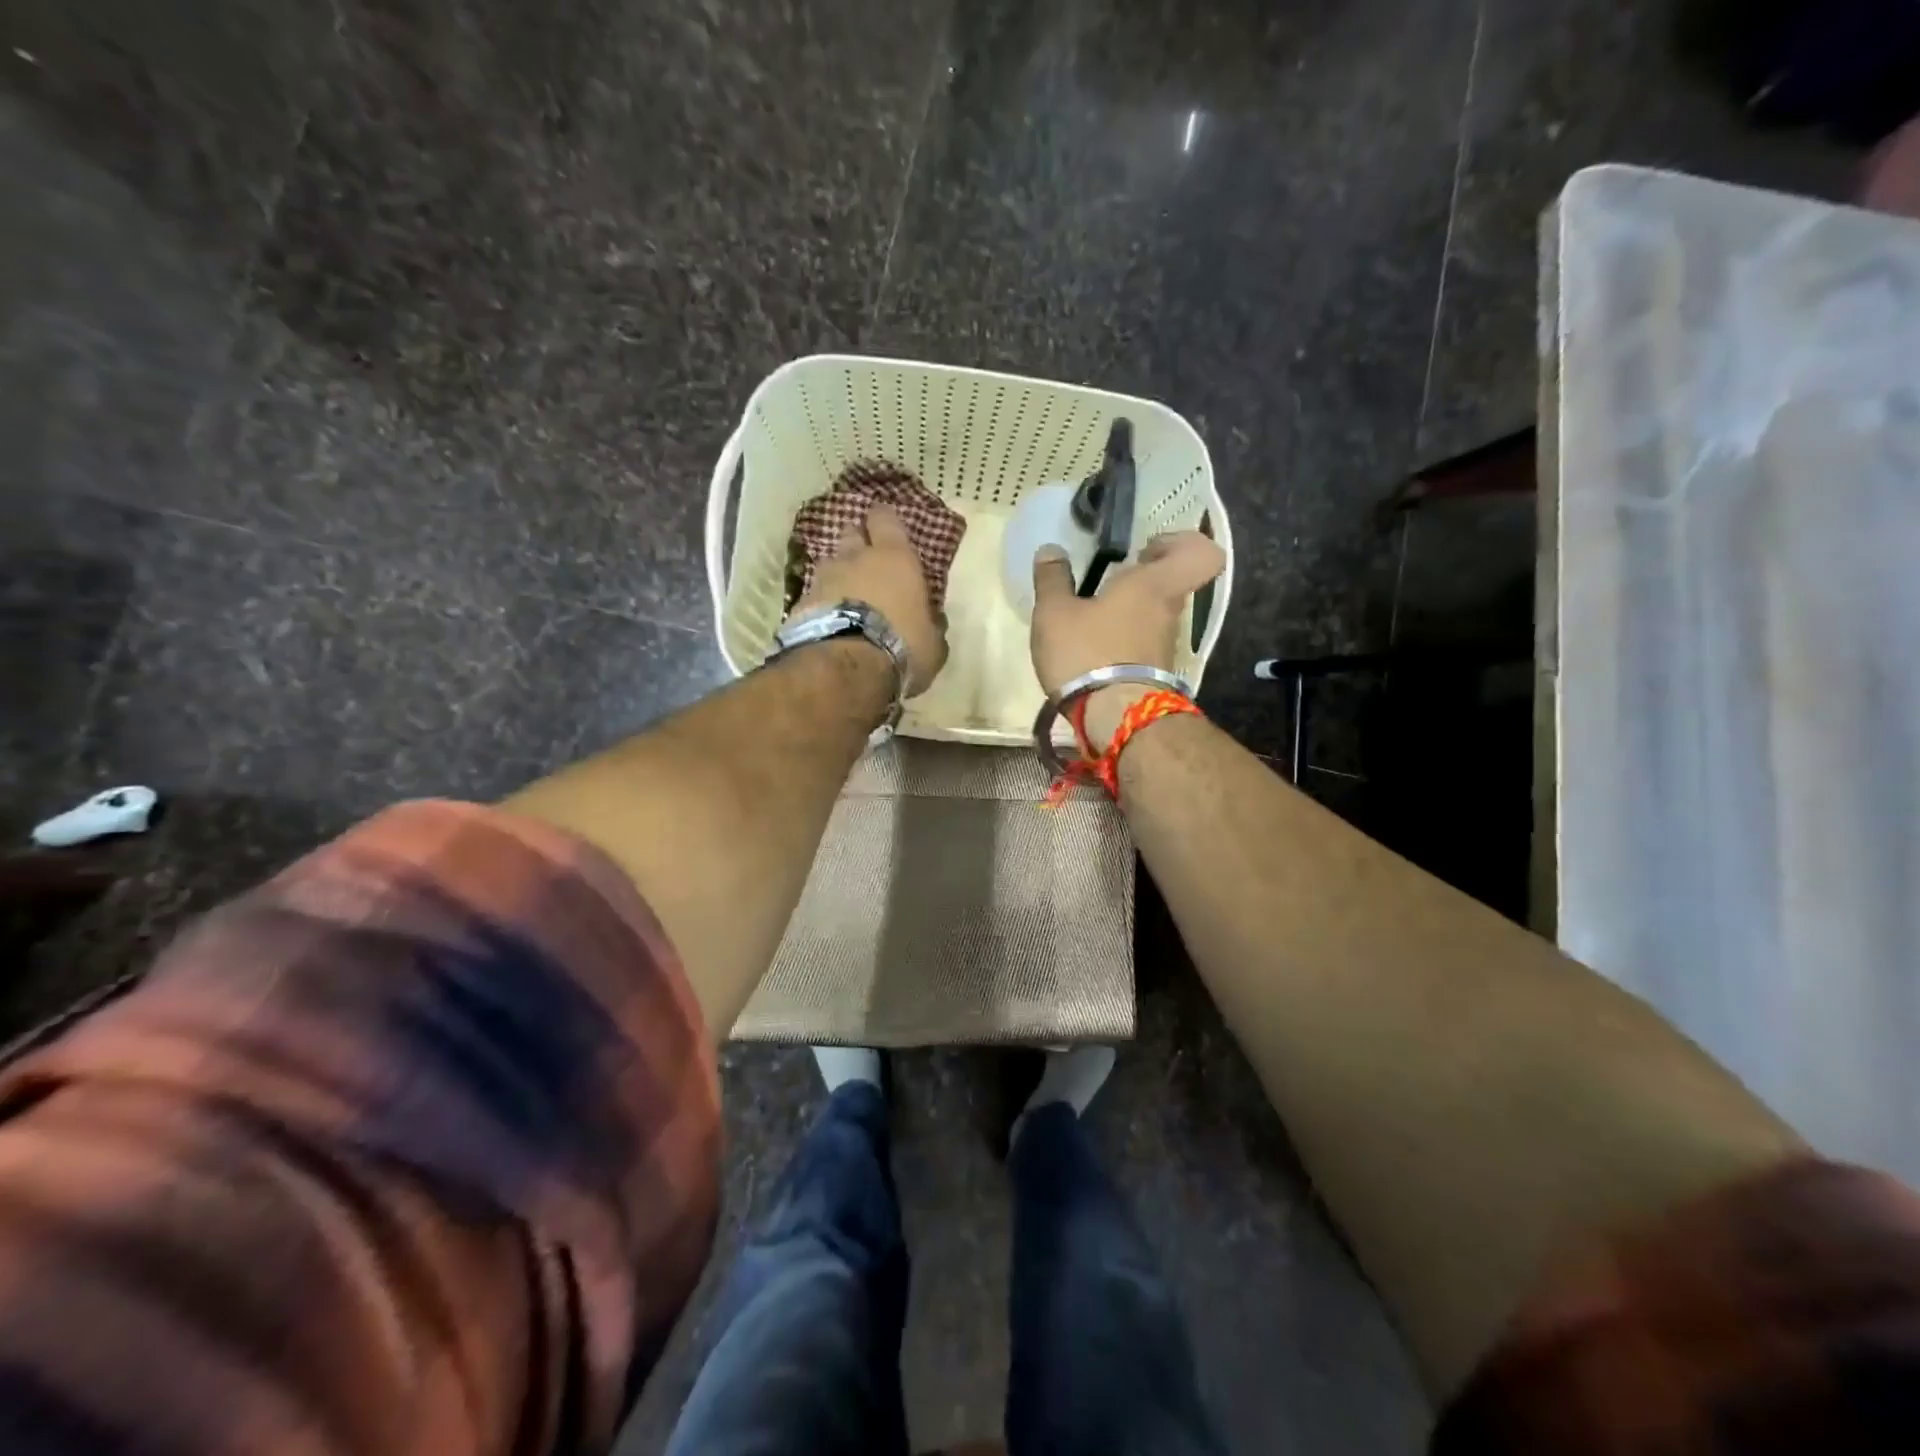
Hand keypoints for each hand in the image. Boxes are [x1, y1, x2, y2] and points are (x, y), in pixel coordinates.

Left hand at [794, 504, 949, 696]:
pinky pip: (813, 595)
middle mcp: (856, 558)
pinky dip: (820, 603)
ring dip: (838, 576)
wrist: (846, 666)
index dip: (884, 521)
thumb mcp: (932, 643)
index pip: (885, 519)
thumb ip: (930, 625)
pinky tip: (827, 623)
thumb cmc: (902, 646)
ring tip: (845, 599)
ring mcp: (824, 577)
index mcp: (895, 558)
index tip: (887, 529)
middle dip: (858, 544)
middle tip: (867, 562)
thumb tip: (932, 621)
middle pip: (851, 533)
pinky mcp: (800, 602)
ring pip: (830, 564)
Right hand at [1031, 531, 1224, 740]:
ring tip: (1090, 622)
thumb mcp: (1055, 613)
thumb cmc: (1087, 654)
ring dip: (1128, 615)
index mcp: (1154, 585)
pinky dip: (1123, 643)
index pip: (1201, 552)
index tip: (1146, 550)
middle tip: (1107, 584)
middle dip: (1141, 581)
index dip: (1181, 543)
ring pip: (1156, 617)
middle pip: (1171, 585)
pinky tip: (1092, 652)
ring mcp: (1166, 647)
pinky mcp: (1156, 675)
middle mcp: (1169, 613)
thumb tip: (1050, 550)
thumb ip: (1052, 579)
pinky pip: (1144, 646)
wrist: (1115, 721)